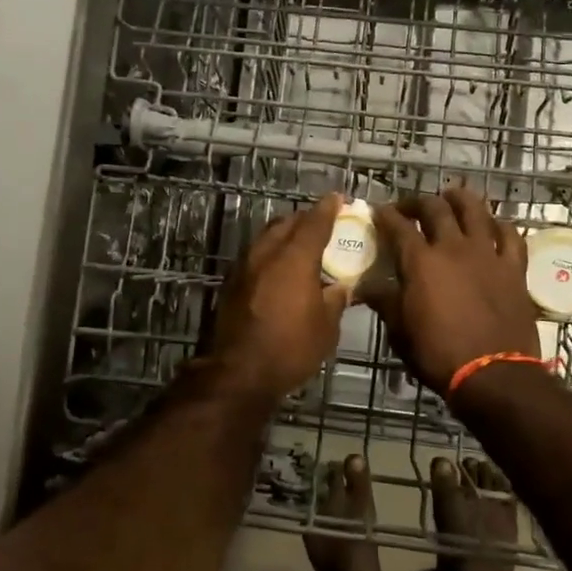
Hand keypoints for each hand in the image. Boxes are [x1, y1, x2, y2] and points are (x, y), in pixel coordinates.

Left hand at [206, 194, 349, 398]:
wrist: (238, 372)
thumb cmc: (291, 348)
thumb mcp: (327, 327)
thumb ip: (335, 299)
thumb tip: (341, 286)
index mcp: (295, 258)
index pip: (315, 222)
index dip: (328, 208)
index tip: (338, 198)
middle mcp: (267, 253)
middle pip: (287, 223)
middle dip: (306, 219)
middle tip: (322, 224)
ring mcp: (244, 266)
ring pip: (267, 237)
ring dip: (285, 235)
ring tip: (300, 245)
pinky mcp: (231, 282)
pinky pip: (255, 255)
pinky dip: (270, 253)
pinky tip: (278, 269)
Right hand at [370, 188, 539, 395]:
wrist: (493, 373)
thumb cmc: (439, 354)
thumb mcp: (400, 331)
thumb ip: (385, 301)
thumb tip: (366, 286)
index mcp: (421, 261)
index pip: (398, 226)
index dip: (386, 215)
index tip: (379, 212)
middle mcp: (453, 247)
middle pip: (435, 208)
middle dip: (418, 202)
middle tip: (410, 207)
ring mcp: (487, 254)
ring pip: (475, 210)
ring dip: (460, 199)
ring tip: (452, 197)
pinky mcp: (514, 268)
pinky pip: (510, 235)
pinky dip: (499, 225)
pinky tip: (493, 226)